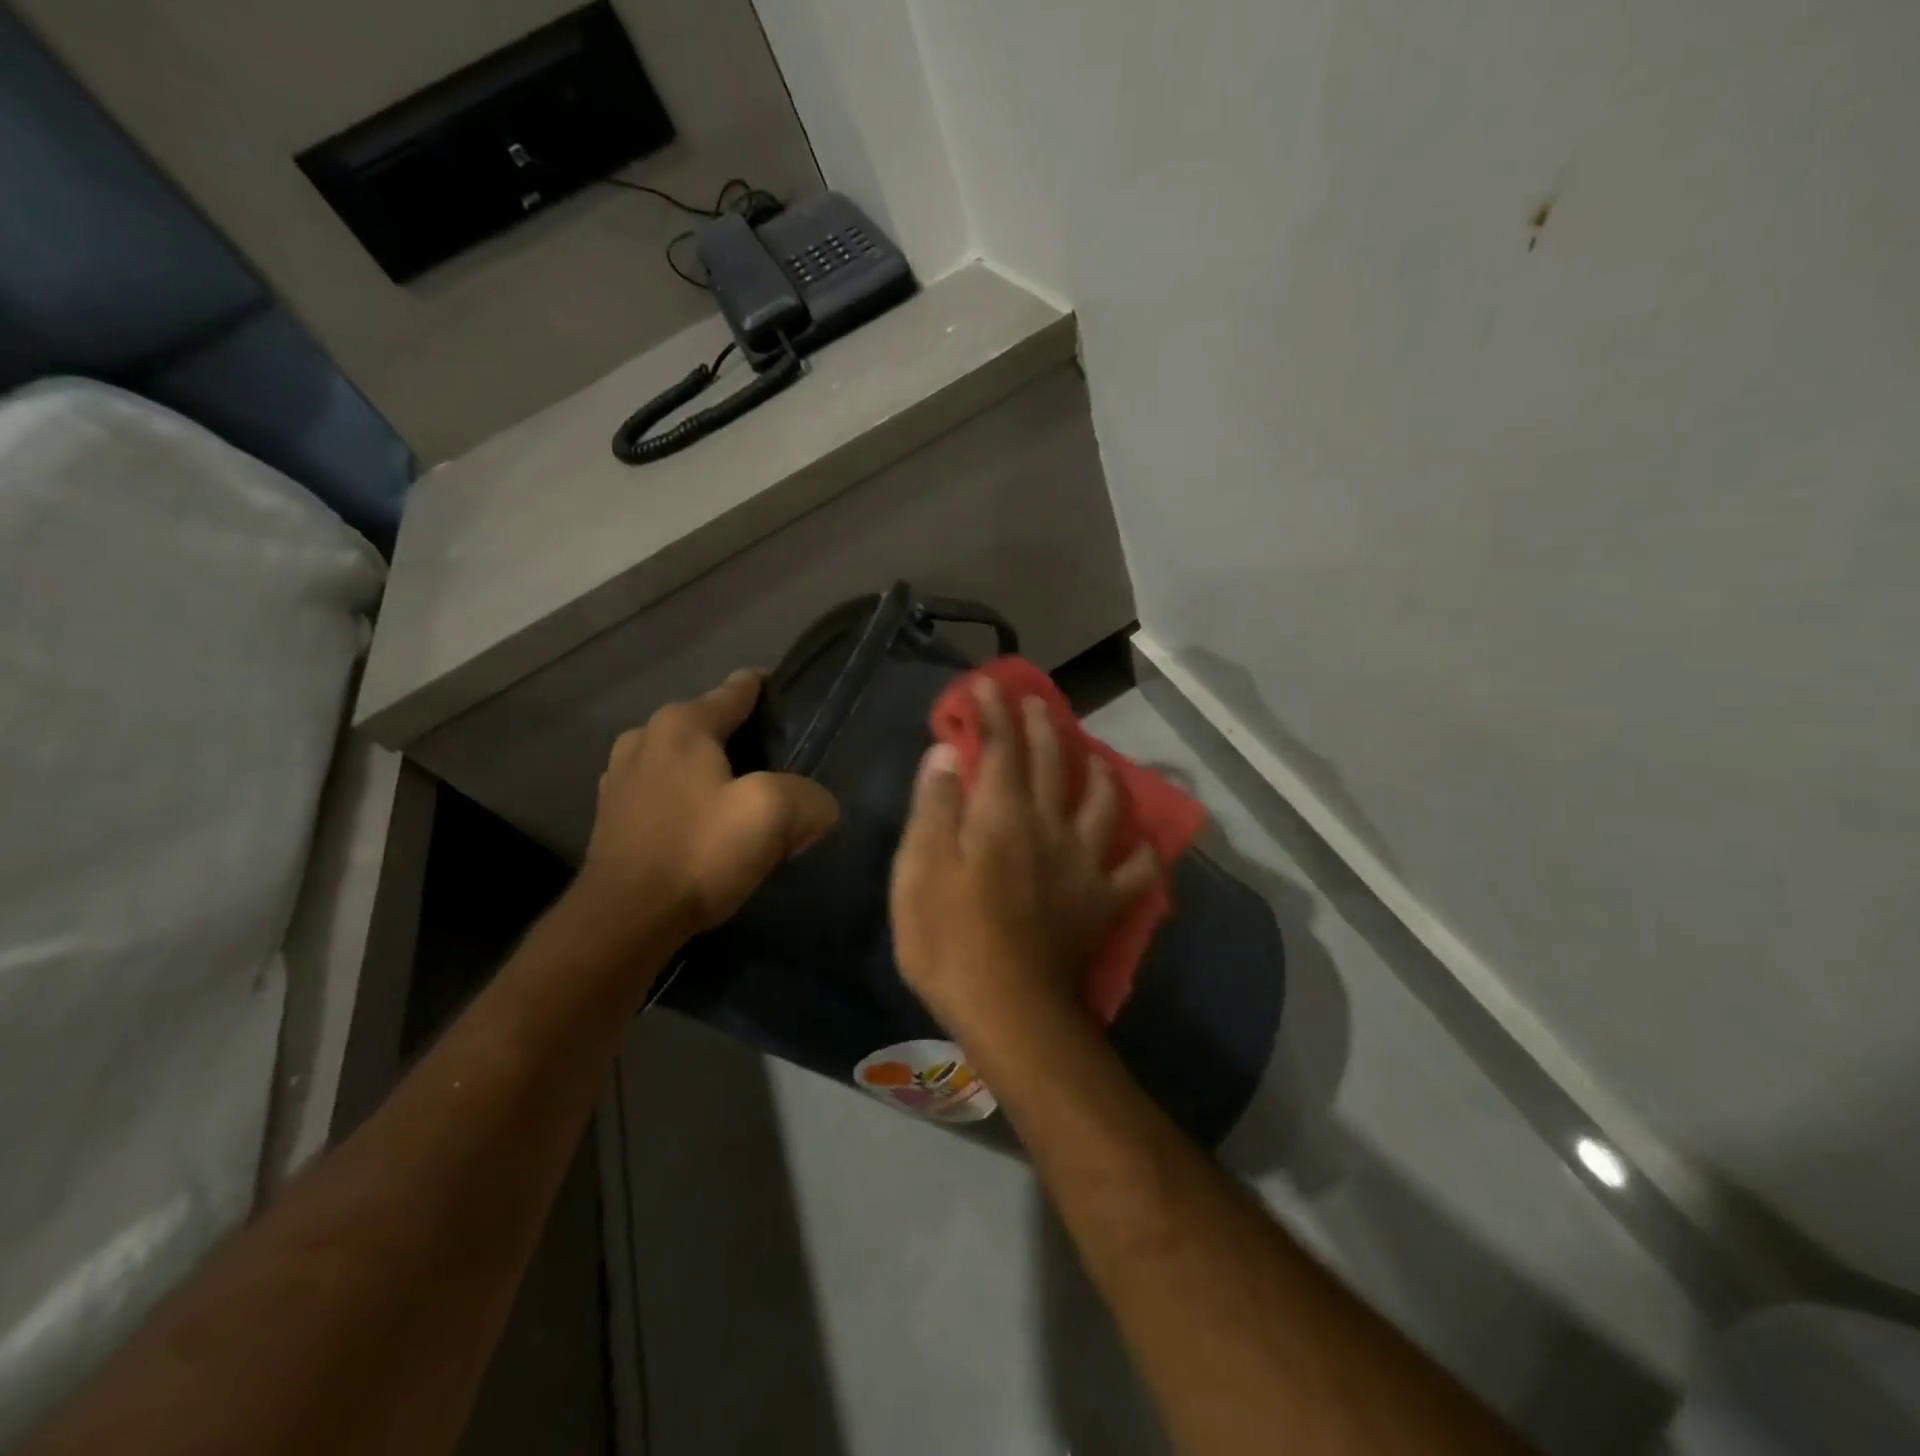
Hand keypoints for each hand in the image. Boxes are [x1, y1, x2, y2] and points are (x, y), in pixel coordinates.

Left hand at [574, 669, 839, 948]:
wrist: (625, 920)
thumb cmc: (699, 852)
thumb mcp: (773, 815)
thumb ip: (809, 798)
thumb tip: (817, 807)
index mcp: (682, 725)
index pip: (736, 691)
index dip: (766, 691)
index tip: (788, 700)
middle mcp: (645, 738)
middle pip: (710, 725)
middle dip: (743, 740)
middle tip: (778, 770)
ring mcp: (620, 776)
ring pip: (685, 760)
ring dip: (713, 773)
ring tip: (741, 800)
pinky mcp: (612, 815)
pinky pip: (665, 791)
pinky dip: (689, 800)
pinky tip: (705, 828)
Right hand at [890, 678, 1157, 1042]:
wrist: (1010, 1012)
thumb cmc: (950, 942)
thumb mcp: (920, 872)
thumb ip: (936, 807)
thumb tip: (948, 753)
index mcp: (1003, 816)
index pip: (1000, 748)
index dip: (992, 712)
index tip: (985, 684)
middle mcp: (1050, 828)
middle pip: (1052, 763)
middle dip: (1042, 726)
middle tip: (1036, 702)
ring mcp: (1084, 865)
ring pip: (1102, 803)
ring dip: (1098, 772)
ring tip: (1095, 758)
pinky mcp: (1103, 903)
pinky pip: (1136, 870)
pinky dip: (1142, 852)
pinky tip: (1140, 841)